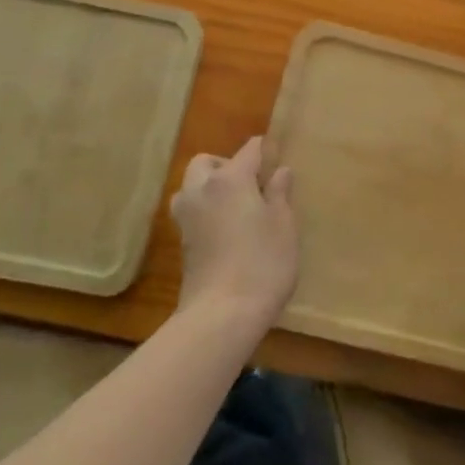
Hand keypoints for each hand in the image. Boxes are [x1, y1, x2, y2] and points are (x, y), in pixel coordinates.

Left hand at [170, 136, 298, 328]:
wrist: (222, 314)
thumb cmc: (263, 263)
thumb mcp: (284, 226)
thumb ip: (280, 194)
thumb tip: (280, 171)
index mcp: (231, 179)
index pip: (249, 150)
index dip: (264, 150)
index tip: (276, 156)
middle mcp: (202, 189)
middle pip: (207, 162)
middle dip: (226, 164)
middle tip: (251, 184)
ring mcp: (186, 216)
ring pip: (192, 185)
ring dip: (208, 186)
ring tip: (235, 206)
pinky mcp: (180, 241)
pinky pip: (191, 210)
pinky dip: (204, 209)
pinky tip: (224, 229)